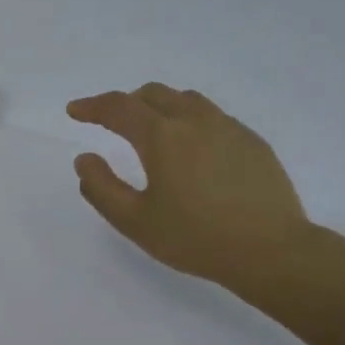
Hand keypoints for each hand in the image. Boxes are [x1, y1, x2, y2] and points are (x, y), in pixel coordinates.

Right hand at [67, 84, 314, 288]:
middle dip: (126, 103)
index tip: (74, 110)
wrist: (270, 250)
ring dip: (161, 107)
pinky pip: (214, 117)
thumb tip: (85, 159)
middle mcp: (195, 120)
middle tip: (112, 123)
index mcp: (162, 136)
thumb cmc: (195, 238)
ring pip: (187, 100)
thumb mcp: (135, 222)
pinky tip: (194, 152)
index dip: (92, 106)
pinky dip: (191, 122)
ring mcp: (229, 128)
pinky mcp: (252, 142)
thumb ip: (101, 188)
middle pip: (153, 94)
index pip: (119, 107)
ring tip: (153, 131)